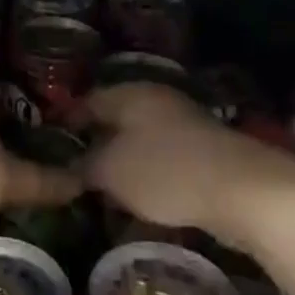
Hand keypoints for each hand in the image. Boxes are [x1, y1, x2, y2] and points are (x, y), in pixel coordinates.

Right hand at [84, 84, 294, 251]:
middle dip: (98, 141)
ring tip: (106, 190)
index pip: (89, 100)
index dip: (69, 120)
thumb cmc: (164, 170)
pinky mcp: (205, 153)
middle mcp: (156, 101)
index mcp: (129, 94)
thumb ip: (87, 166)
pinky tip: (143, 200)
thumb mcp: (112, 171)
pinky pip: (165, 160)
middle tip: (75, 169)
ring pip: (142, 140)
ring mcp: (184, 124)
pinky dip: (150, 176)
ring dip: (125, 162)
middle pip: (117, 118)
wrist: (241, 189)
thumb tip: (73, 167)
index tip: (52, 143)